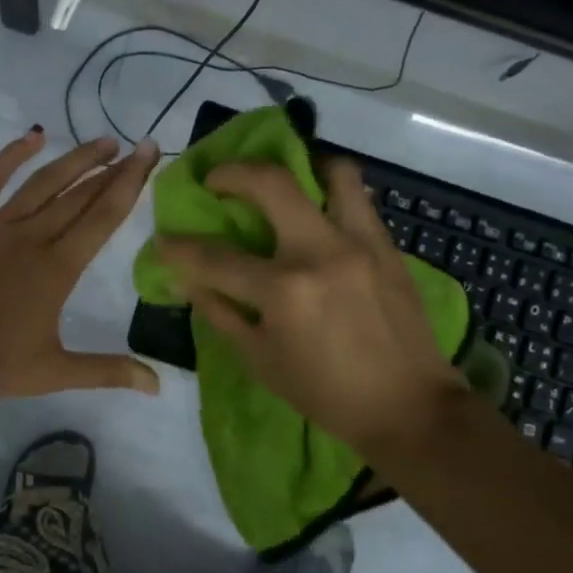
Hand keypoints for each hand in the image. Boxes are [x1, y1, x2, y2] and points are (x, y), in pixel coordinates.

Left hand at [0, 129, 162, 401]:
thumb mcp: (53, 373)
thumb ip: (107, 371)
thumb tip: (158, 386)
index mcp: (58, 269)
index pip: (103, 217)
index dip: (131, 184)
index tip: (149, 155)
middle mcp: (33, 237)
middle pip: (81, 195)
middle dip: (113, 169)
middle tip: (137, 146)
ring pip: (44, 182)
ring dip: (76, 159)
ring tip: (103, 142)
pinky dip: (12, 155)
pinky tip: (33, 137)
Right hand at [155, 157, 467, 456]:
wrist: (408, 407)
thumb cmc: (325, 392)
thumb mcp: (261, 360)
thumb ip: (220, 312)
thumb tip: (185, 279)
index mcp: (284, 290)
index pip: (216, 257)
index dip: (179, 248)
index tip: (163, 239)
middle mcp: (321, 252)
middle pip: (271, 183)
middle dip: (232, 173)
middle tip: (217, 180)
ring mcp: (360, 243)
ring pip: (332, 172)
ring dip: (300, 165)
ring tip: (283, 179)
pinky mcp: (388, 246)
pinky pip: (359, 199)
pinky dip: (332, 193)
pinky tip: (318, 210)